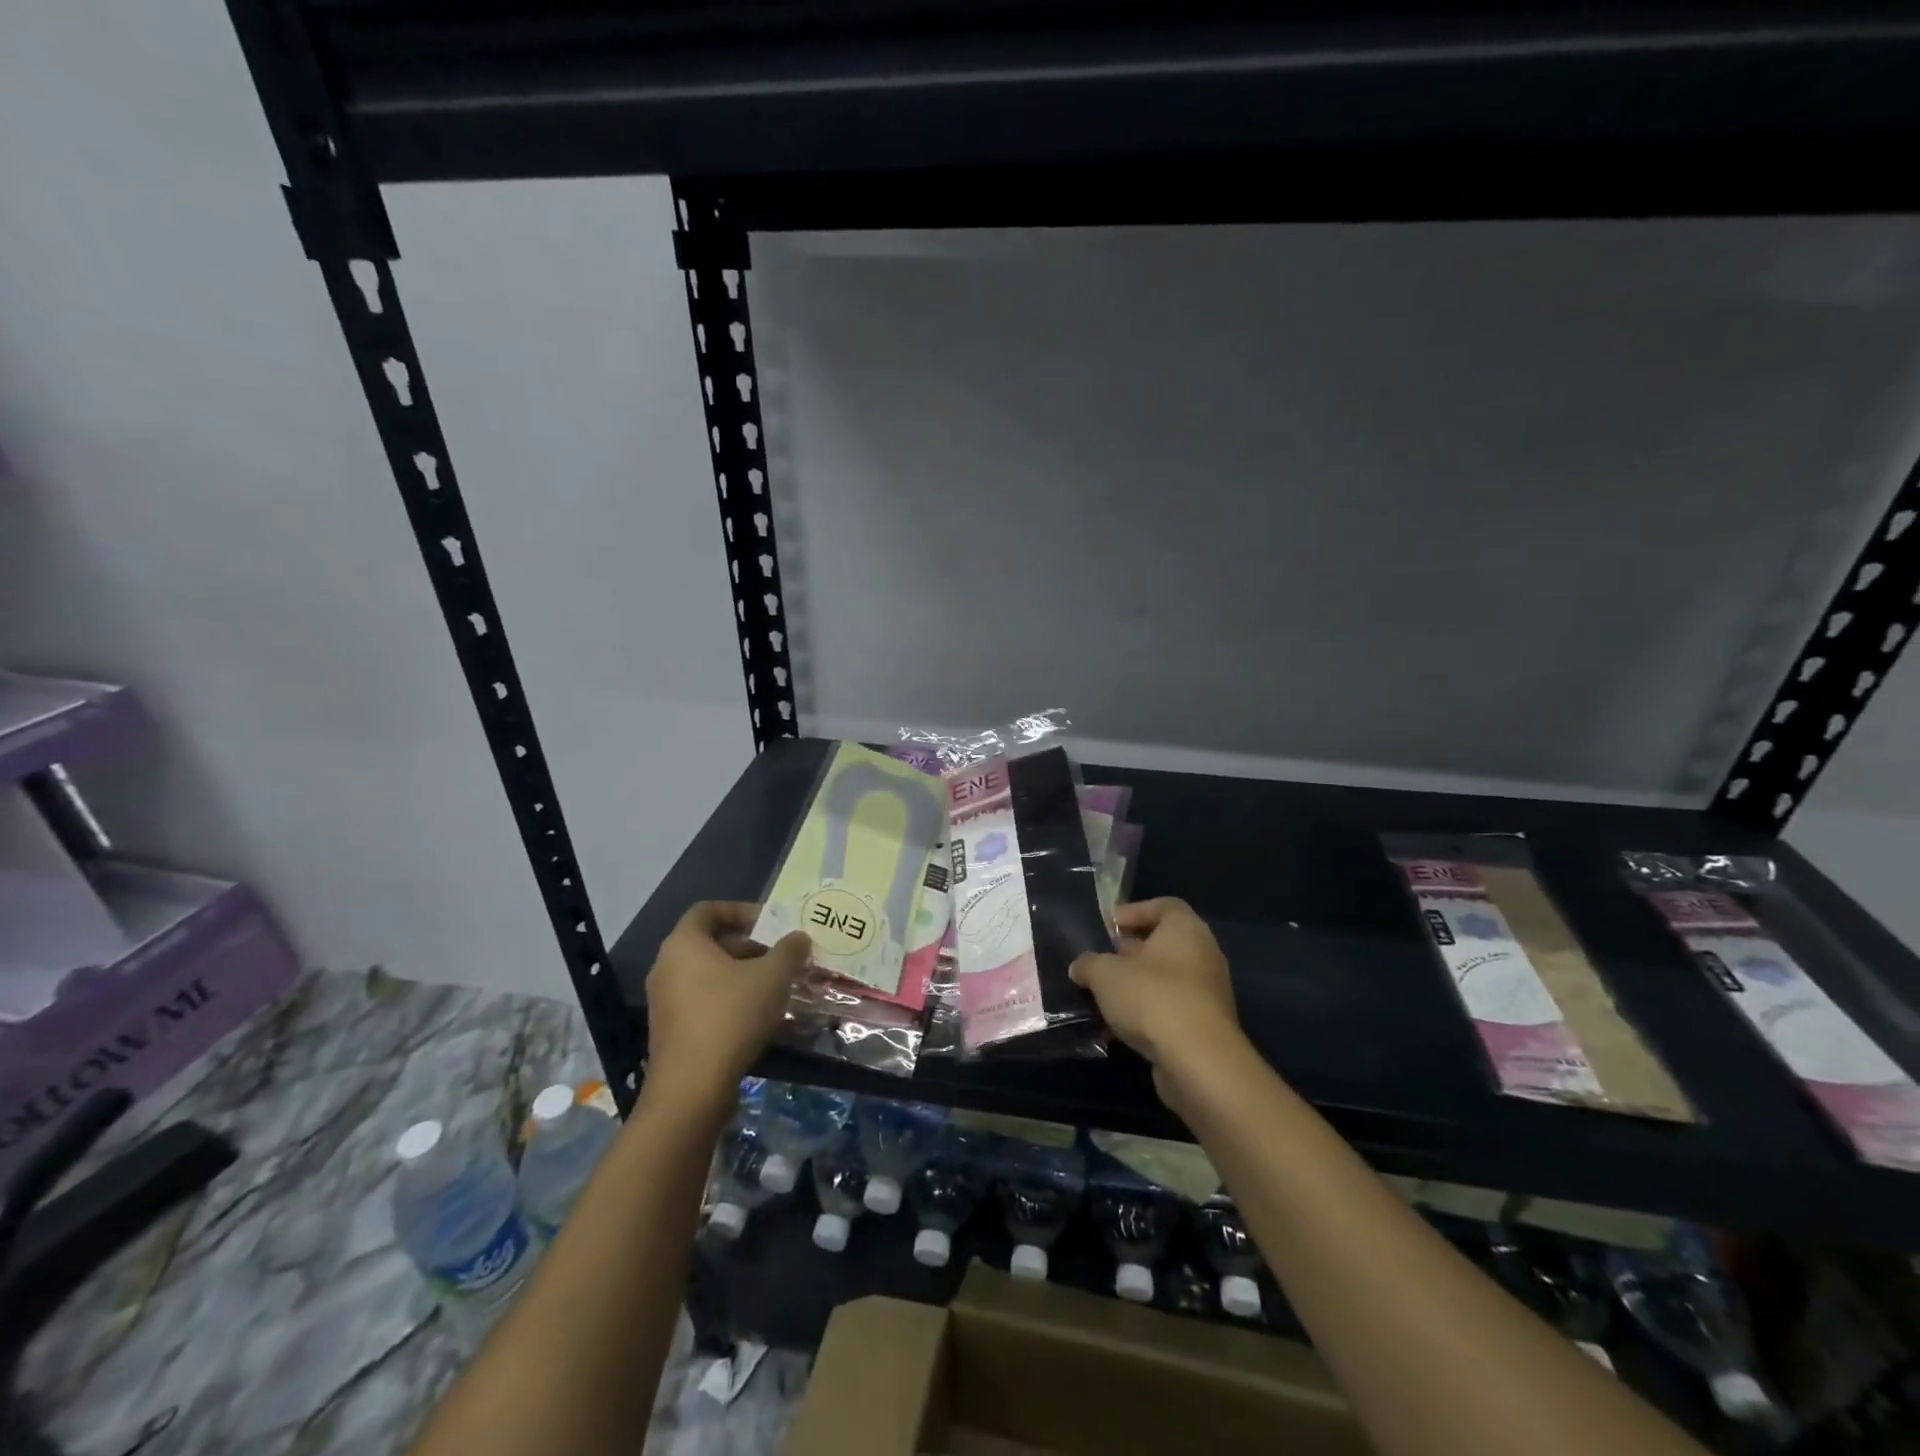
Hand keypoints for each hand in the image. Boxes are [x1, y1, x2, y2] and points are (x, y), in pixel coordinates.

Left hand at [645, 901, 808, 1108]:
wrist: (692, 1088)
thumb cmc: (731, 1016)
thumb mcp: (773, 976)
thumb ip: (789, 950)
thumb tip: (800, 938)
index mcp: (683, 944)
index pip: (708, 910)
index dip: (741, 910)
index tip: (770, 922)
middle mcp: (666, 966)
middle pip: (709, 943)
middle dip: (749, 945)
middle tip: (780, 955)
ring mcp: (664, 1001)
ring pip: (707, 974)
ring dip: (741, 973)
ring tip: (775, 984)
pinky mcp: (671, 1030)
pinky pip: (702, 1000)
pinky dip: (728, 998)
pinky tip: (757, 1014)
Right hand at [1070, 898, 1245, 1104]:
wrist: (1198, 1061)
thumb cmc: (1152, 998)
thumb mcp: (1105, 974)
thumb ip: (1088, 964)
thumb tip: (1080, 966)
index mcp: (1186, 929)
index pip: (1165, 905)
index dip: (1135, 911)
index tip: (1110, 926)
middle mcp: (1203, 954)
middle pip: (1164, 943)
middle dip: (1131, 950)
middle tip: (1102, 960)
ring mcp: (1208, 992)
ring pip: (1167, 979)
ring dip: (1137, 985)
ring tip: (1105, 996)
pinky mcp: (1205, 1026)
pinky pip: (1171, 1008)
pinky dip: (1148, 1013)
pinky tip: (1119, 1028)